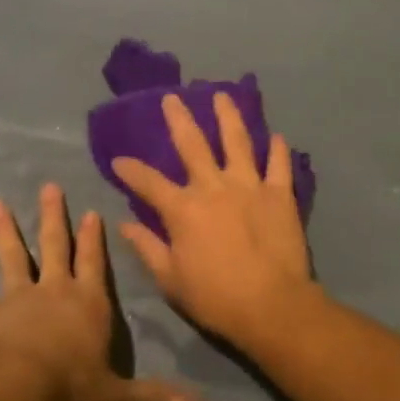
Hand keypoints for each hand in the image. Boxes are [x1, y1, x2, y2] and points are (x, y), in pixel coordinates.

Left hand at [0, 185, 200, 400]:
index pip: (96, 263)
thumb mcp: (115, 396)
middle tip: (48, 187)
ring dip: (4, 232)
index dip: (95, 238)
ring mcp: (16, 299)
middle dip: (54, 217)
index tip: (92, 211)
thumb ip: (153, 398)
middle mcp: (55, 291)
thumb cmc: (69, 388)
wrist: (11, 390)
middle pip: (56, 247)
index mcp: (89, 303)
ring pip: (12, 258)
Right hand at [111, 92, 319, 346]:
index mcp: (183, 209)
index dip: (130, 170)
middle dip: (179, 119)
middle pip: (193, 145)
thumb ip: (148, 248)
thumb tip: (125, 225)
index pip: (149, 182)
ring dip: (229, 117)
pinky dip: (278, 149)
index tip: (118, 160)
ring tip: (223, 96)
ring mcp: (250, 186)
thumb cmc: (215, 297)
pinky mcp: (281, 194)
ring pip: (238, 141)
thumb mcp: (171, 279)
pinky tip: (277, 136)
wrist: (271, 304)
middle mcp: (214, 187)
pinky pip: (280, 164)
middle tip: (173, 97)